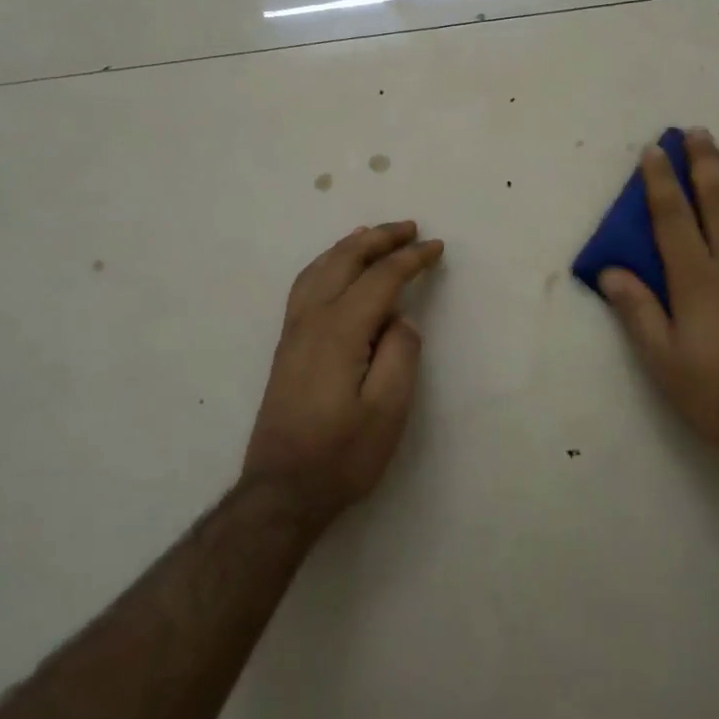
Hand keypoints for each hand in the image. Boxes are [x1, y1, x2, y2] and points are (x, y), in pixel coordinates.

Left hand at [243, 221, 443, 522]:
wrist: (281, 490)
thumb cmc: (341, 454)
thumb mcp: (388, 411)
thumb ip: (401, 355)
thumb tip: (401, 319)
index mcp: (339, 331)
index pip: (380, 279)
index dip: (411, 259)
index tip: (437, 247)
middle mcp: (311, 320)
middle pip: (345, 261)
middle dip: (379, 239)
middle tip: (410, 228)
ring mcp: (293, 332)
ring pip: (320, 269)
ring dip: (349, 247)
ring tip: (373, 235)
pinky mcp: (286, 347)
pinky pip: (306, 286)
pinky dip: (326, 264)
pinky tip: (335, 270)